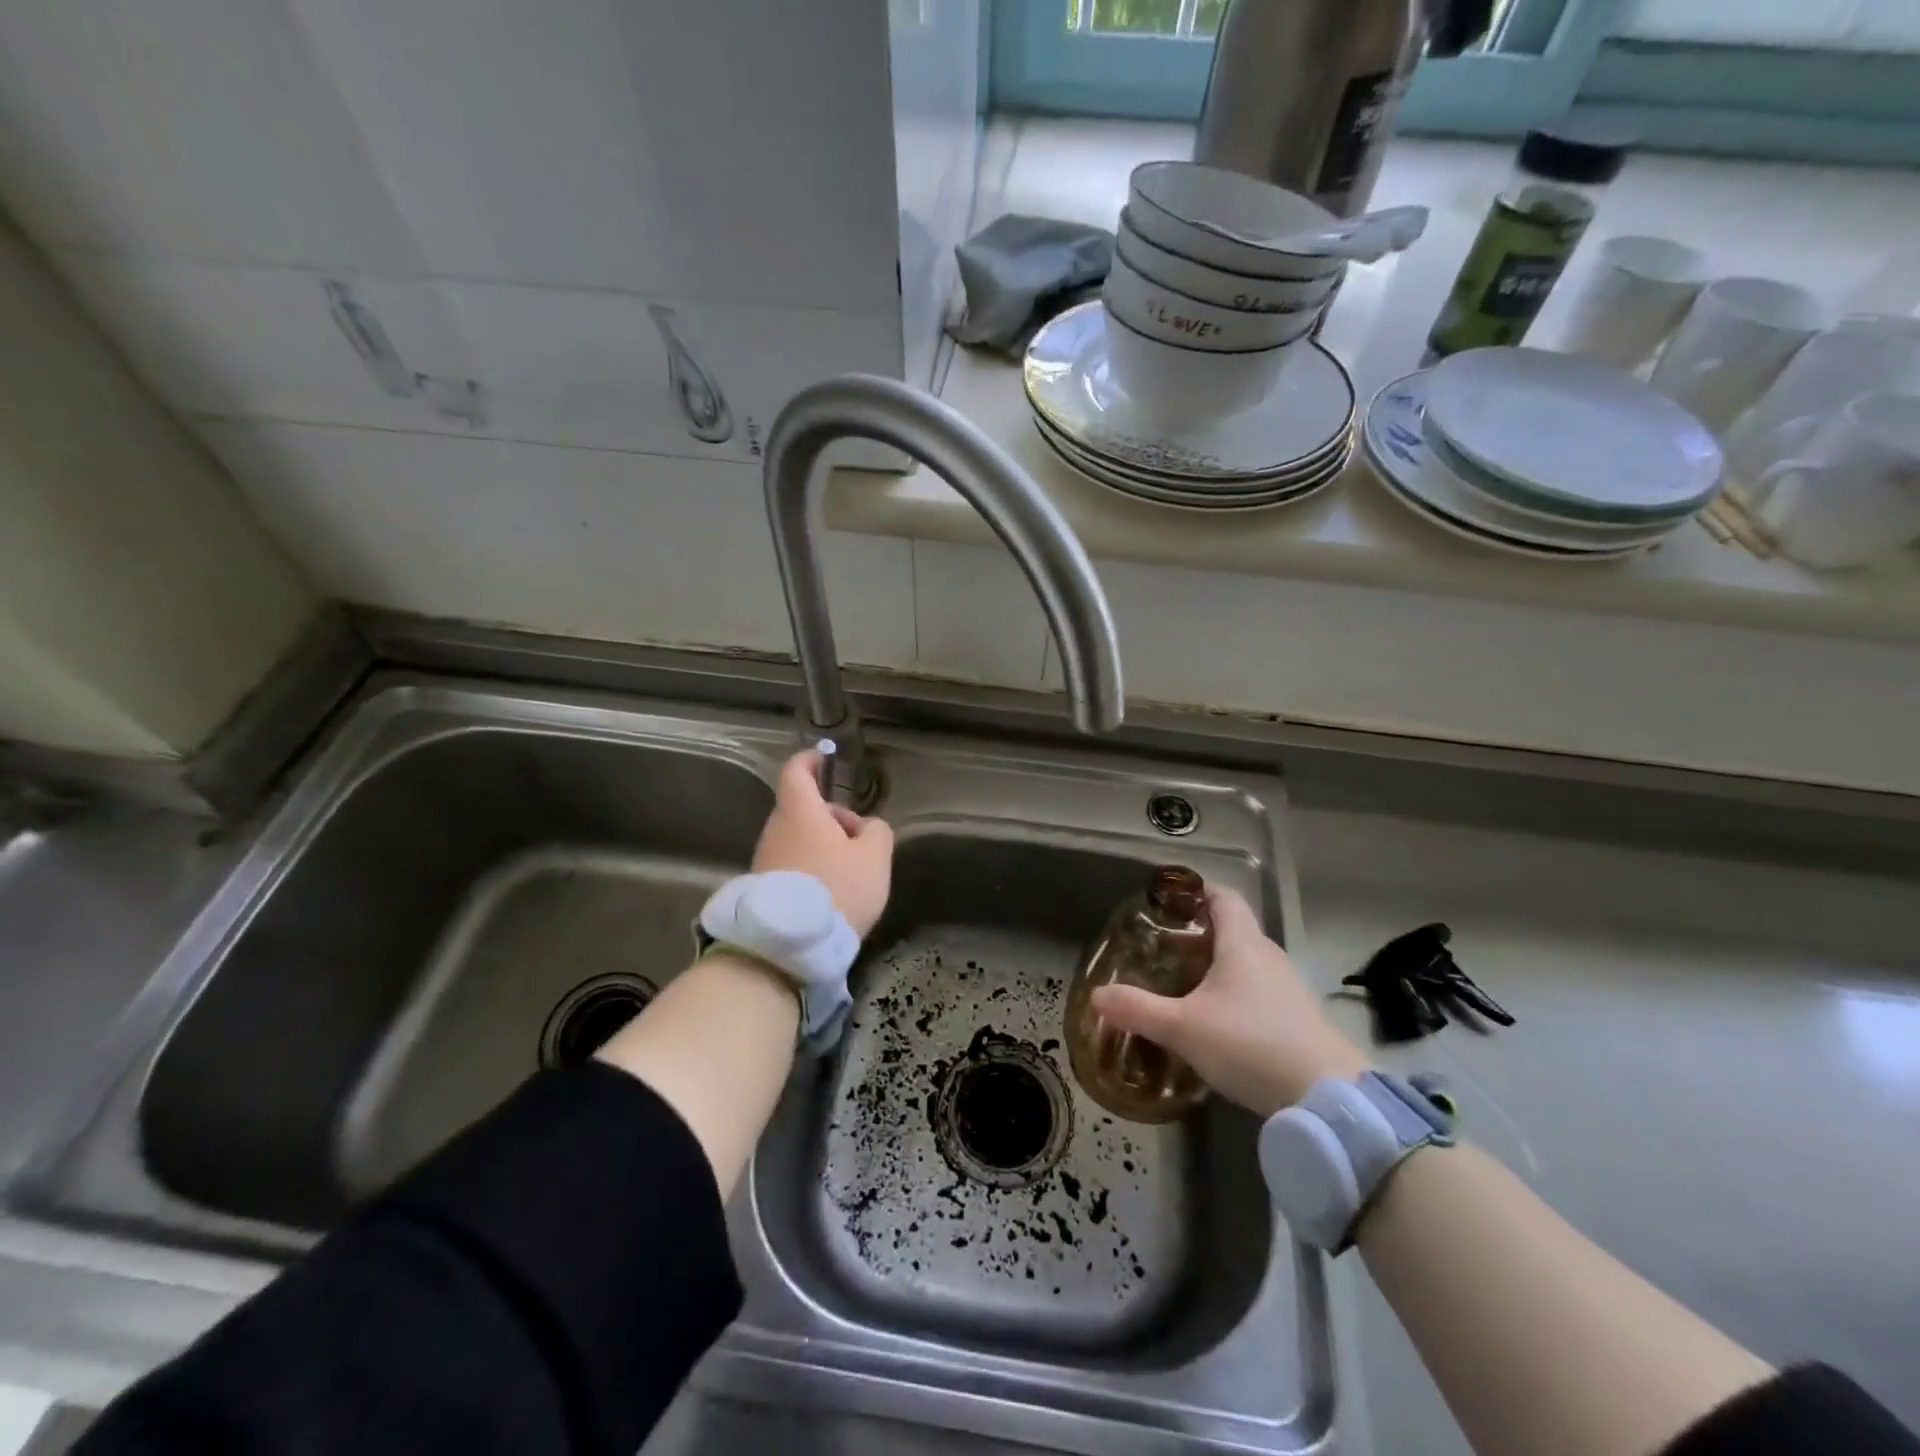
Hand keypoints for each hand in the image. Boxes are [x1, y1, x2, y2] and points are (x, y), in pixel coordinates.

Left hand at [752, 751, 893, 936]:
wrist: (787, 946)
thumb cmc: (837, 889)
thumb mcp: (875, 857)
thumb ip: (877, 831)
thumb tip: (867, 828)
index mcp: (800, 811)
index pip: (797, 771)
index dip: (811, 760)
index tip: (824, 758)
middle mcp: (775, 830)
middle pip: (803, 810)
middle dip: (831, 818)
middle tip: (860, 840)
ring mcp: (764, 860)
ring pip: (798, 839)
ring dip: (823, 847)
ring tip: (851, 874)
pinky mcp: (762, 889)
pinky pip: (791, 866)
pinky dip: (811, 870)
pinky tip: (831, 896)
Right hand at [1089, 885, 1368, 1116]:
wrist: (1327, 1098)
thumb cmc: (1250, 1044)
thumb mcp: (1184, 1028)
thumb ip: (1138, 1010)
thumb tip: (1097, 996)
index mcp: (1243, 944)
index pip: (1223, 898)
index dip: (1197, 891)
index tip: (1169, 899)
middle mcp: (1269, 957)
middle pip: (1233, 930)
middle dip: (1198, 933)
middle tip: (1162, 947)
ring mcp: (1288, 989)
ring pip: (1246, 963)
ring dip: (1217, 966)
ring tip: (1183, 983)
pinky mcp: (1298, 1020)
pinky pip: (1259, 992)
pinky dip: (1234, 994)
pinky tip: (1216, 1021)